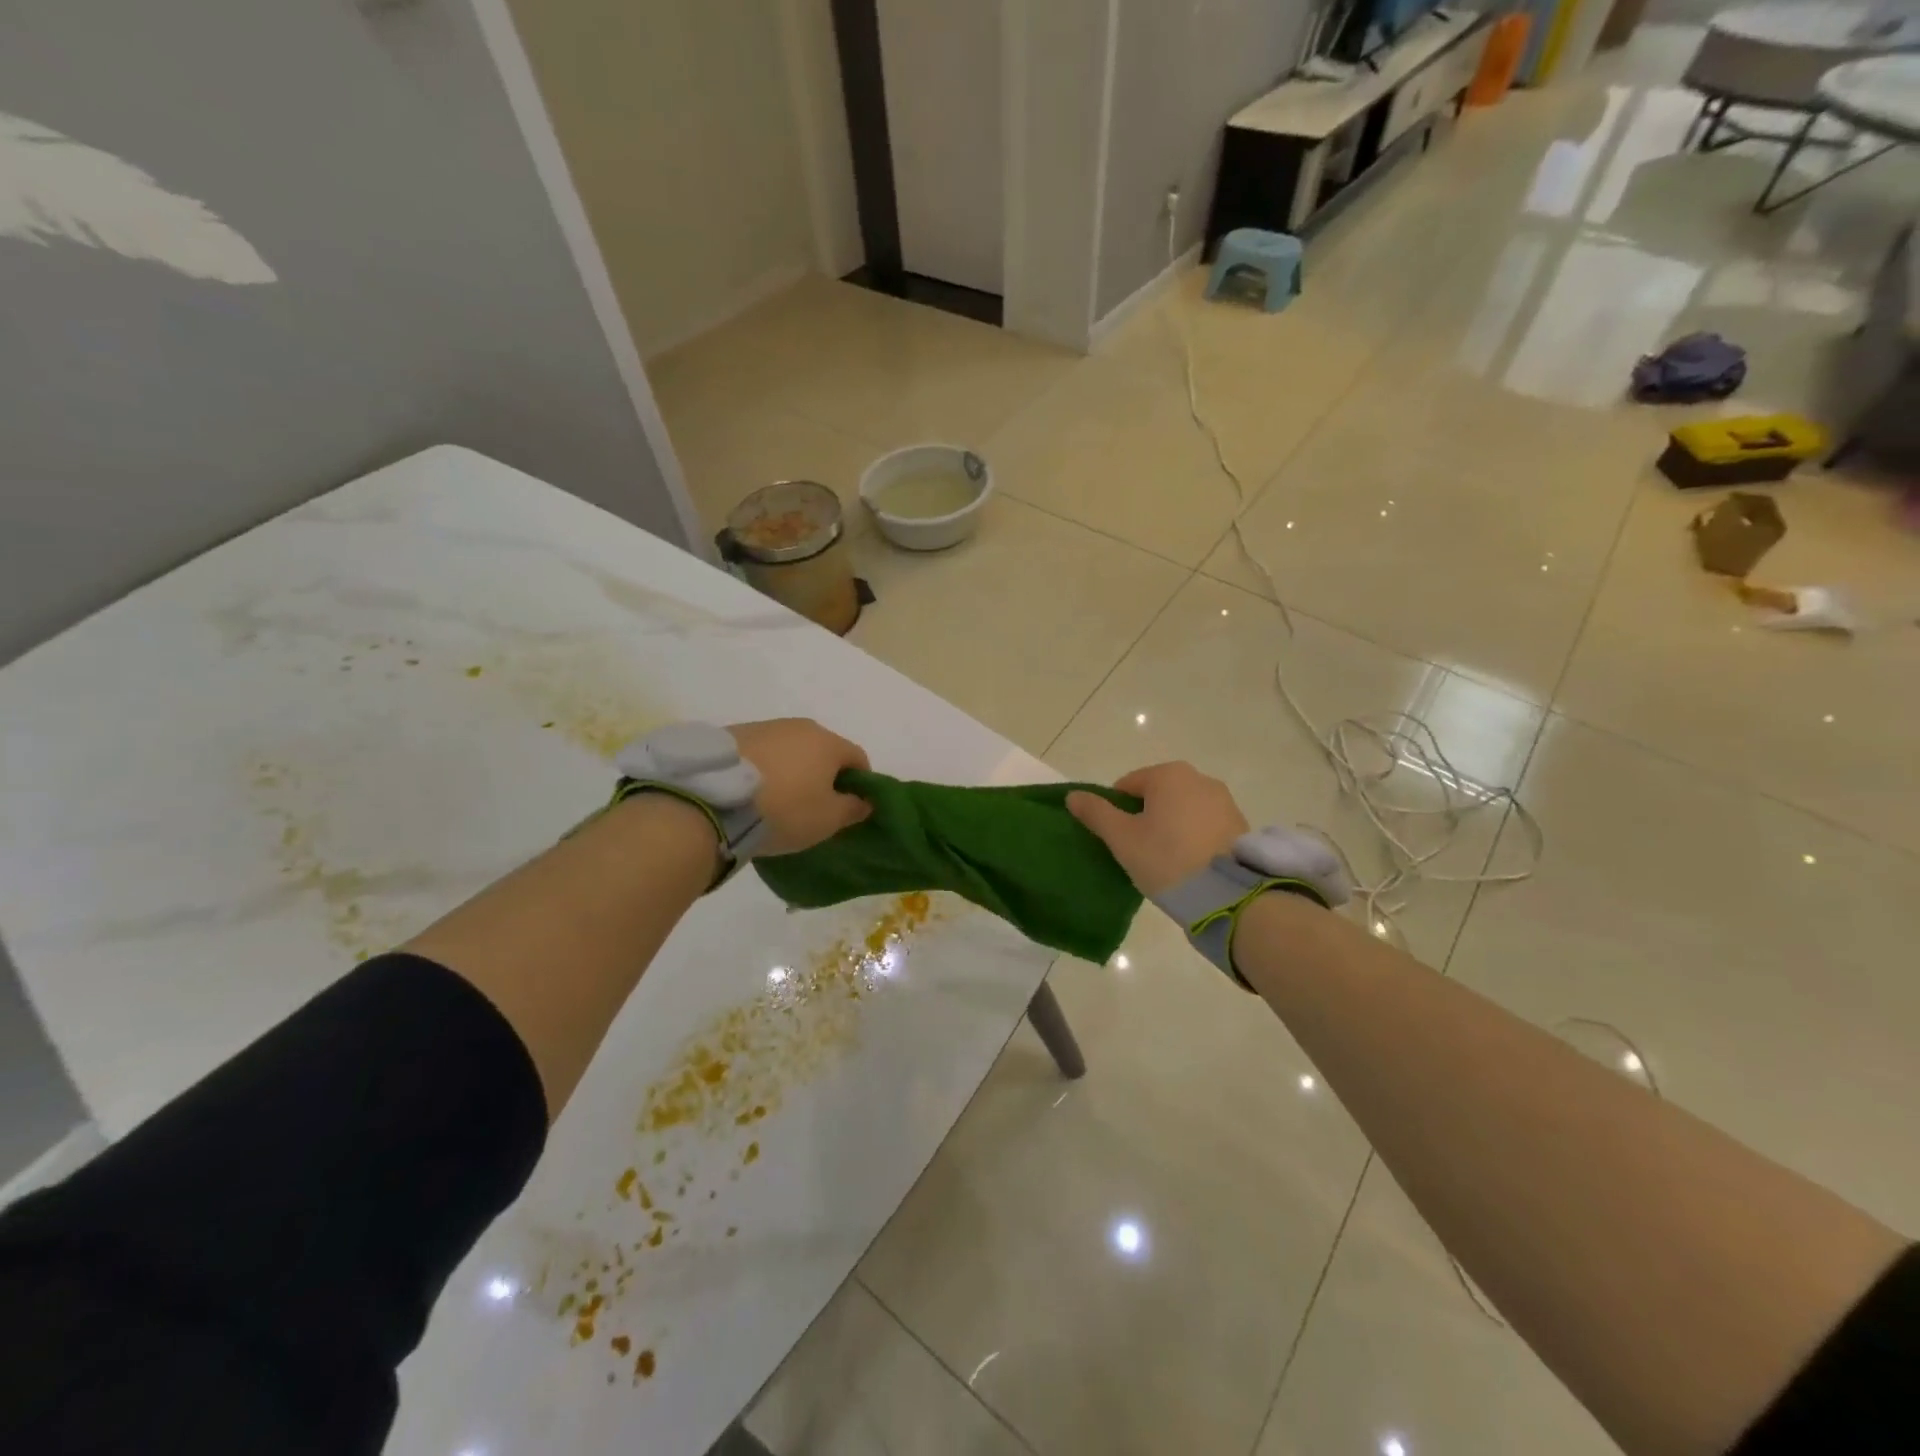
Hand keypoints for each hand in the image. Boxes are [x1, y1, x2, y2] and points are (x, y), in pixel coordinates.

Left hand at [729, 718, 872, 856]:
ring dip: (791, 770)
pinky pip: (760, 753)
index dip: (860, 783)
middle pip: (822, 750)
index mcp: (828, 742)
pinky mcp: (731, 735)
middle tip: (813, 806)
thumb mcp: (828, 819)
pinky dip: (763, 769)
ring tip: (777, 800)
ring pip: (790, 749)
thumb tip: (865, 801)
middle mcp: (799, 726)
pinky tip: (751, 793)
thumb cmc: (784, 810)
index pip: (857, 758)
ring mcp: (763, 727)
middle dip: (823, 775)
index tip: (849, 807)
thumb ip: (853, 808)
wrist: (713, 801)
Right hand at [1068, 762, 1248, 896]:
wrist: (1227, 894)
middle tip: (1140, 852)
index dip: (1115, 812)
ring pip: (1182, 809)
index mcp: (1168, 774)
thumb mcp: (1122, 838)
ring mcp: (1224, 801)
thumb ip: (1096, 813)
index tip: (1118, 840)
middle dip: (1145, 818)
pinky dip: (1193, 837)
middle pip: (1157, 795)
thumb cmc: (1166, 858)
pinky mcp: (1240, 824)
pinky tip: (1189, 864)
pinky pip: (1204, 824)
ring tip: (1166, 861)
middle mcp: (1199, 778)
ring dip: (1170, 827)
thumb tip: (1072, 796)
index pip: (1127, 785)